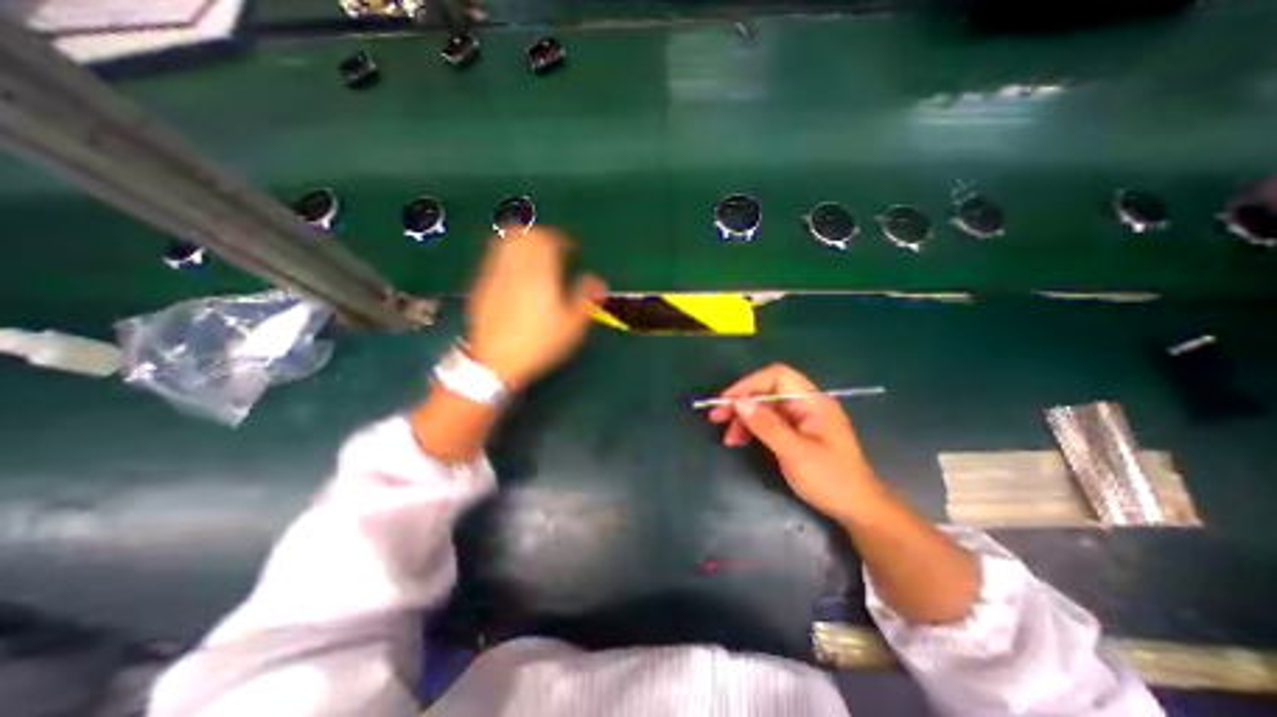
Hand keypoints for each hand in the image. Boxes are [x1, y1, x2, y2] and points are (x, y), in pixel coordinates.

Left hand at [466, 227, 606, 387]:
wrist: (496, 361)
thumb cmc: (540, 343)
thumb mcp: (572, 326)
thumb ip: (585, 297)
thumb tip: (597, 280)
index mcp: (540, 274)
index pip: (549, 240)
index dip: (563, 240)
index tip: (572, 249)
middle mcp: (516, 267)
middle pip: (525, 234)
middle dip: (542, 236)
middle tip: (554, 249)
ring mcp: (495, 274)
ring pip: (506, 242)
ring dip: (524, 241)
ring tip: (535, 256)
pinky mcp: (482, 285)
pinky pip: (495, 257)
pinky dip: (509, 255)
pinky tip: (517, 273)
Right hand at [704, 363, 884, 520]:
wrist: (858, 510)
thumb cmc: (831, 480)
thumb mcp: (795, 453)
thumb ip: (767, 425)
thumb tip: (739, 401)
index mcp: (813, 401)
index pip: (777, 376)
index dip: (750, 384)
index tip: (727, 401)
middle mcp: (806, 404)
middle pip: (768, 390)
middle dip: (742, 402)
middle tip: (717, 417)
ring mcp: (801, 418)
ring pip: (765, 407)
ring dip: (744, 418)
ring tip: (727, 437)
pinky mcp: (796, 432)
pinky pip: (769, 422)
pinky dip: (752, 429)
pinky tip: (739, 441)